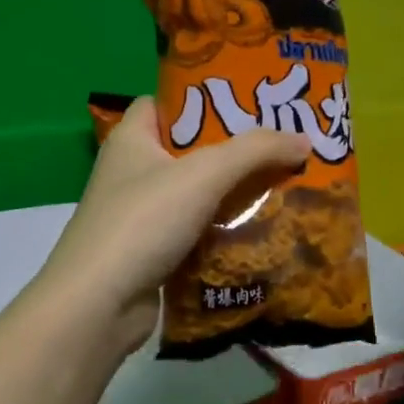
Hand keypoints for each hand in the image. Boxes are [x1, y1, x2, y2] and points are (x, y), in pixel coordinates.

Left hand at [37, 97, 311, 352]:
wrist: (100, 304)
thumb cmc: (144, 222)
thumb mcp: (204, 174)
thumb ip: (256, 152)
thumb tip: (304, 140)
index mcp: (131, 139)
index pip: (165, 103)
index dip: (202, 99)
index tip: (247, 104)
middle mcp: (131, 172)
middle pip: (188, 151)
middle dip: (232, 151)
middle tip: (279, 148)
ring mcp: (139, 216)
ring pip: (195, 196)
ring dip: (232, 195)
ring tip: (281, 187)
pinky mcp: (150, 253)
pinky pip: (194, 233)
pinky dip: (222, 232)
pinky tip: (259, 232)